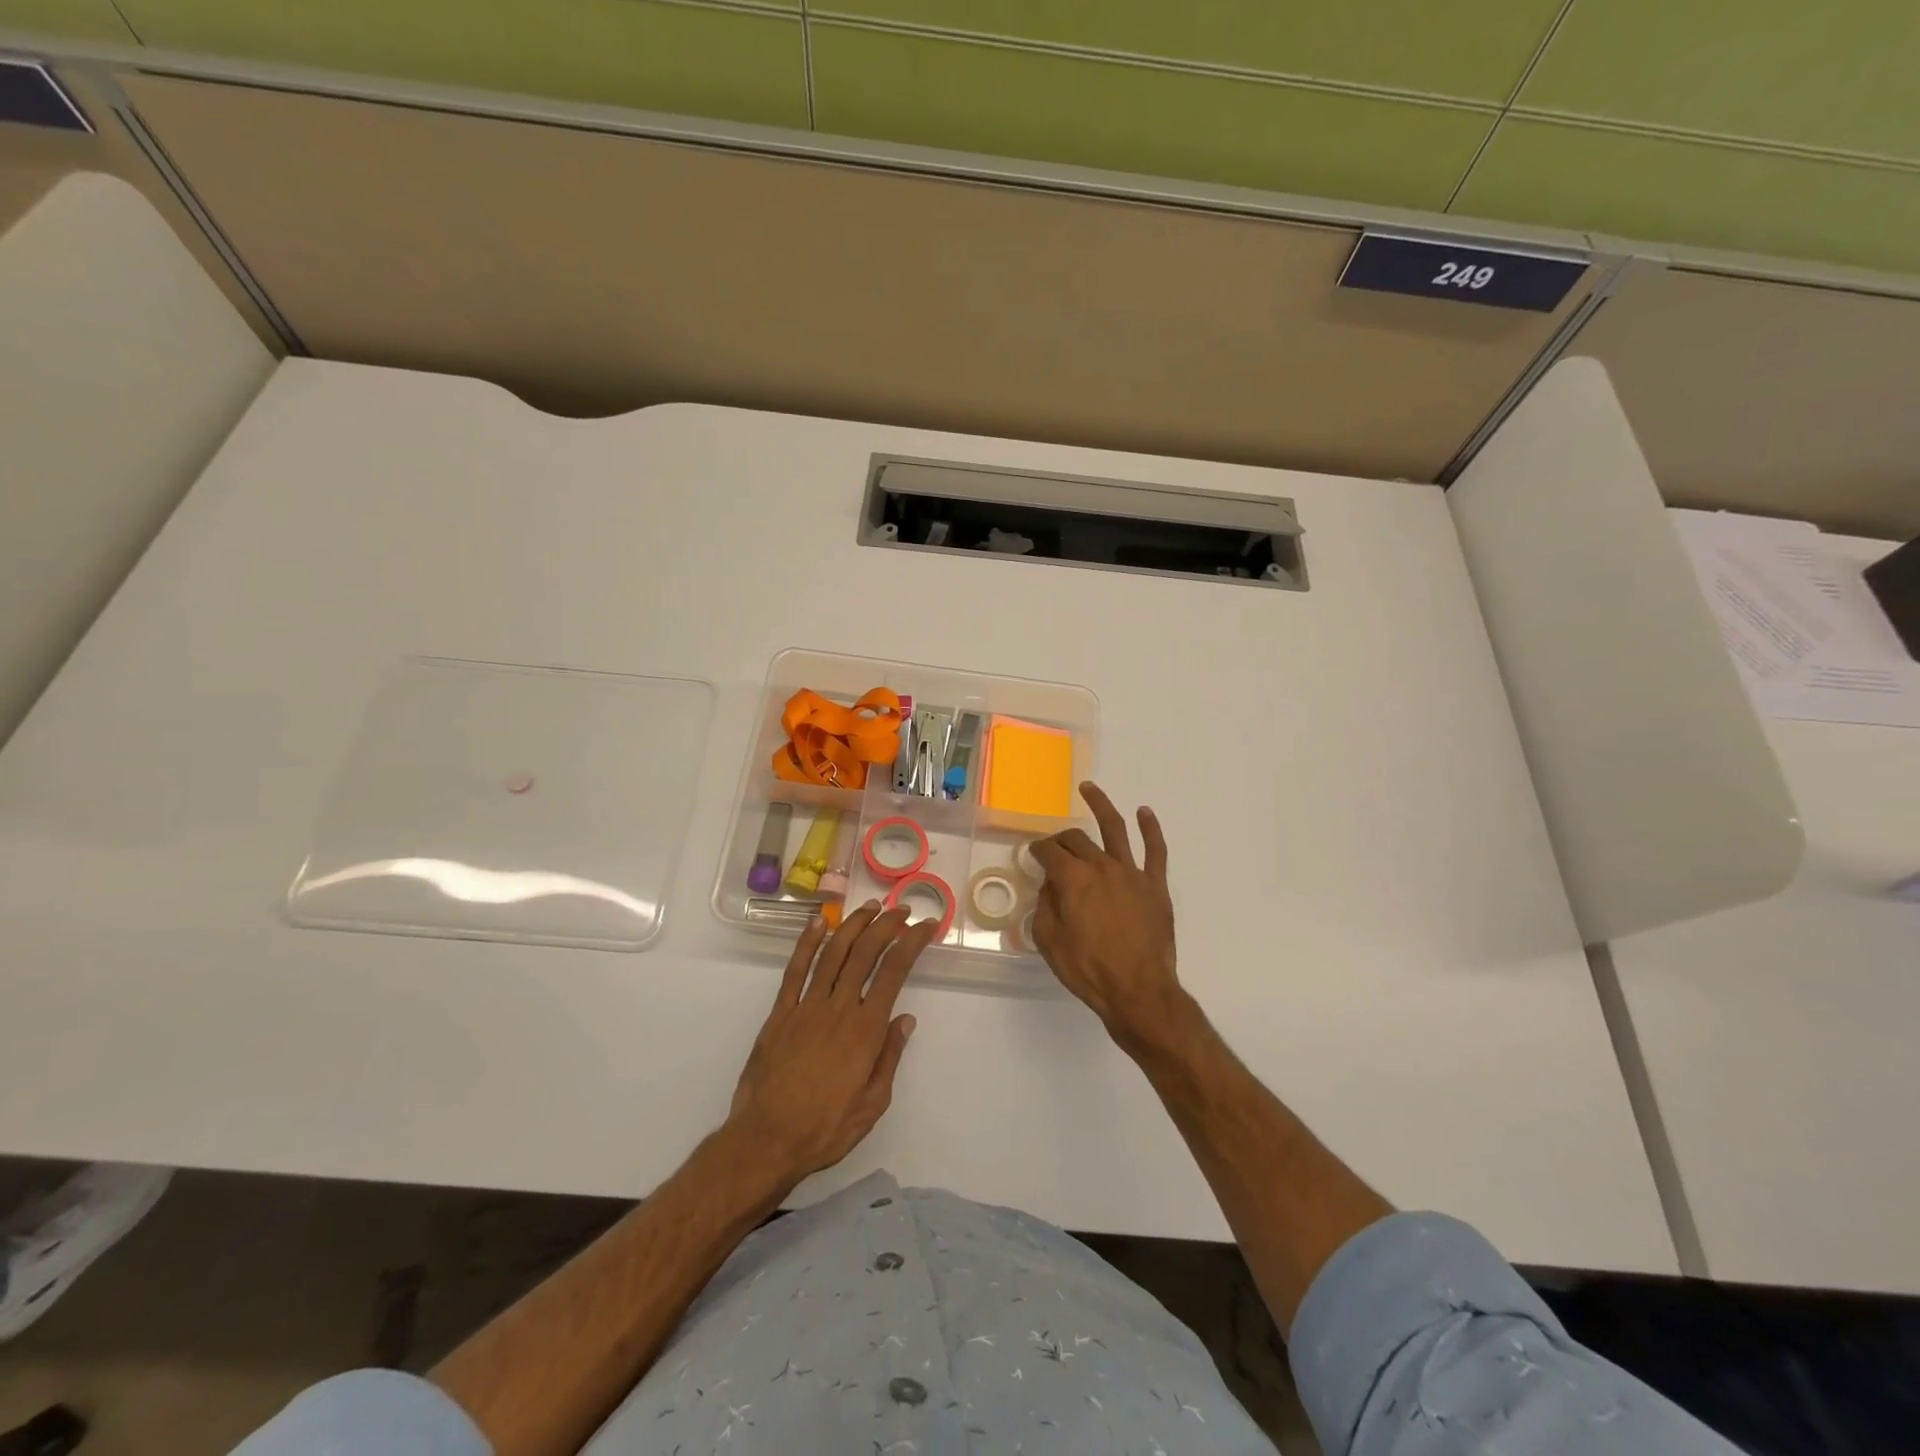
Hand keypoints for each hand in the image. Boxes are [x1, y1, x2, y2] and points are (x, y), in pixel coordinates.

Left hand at [728, 902, 936, 1186]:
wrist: (767, 1140)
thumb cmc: (826, 1128)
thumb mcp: (873, 1103)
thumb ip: (889, 1057)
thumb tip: (905, 1019)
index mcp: (866, 1028)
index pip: (895, 971)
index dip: (913, 942)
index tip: (927, 925)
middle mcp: (838, 1007)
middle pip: (866, 952)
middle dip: (887, 925)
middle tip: (902, 910)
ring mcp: (806, 1006)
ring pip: (833, 953)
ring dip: (853, 925)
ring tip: (870, 907)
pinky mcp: (780, 1013)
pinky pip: (795, 970)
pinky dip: (806, 943)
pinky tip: (818, 923)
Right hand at [1031, 782, 1185, 1047]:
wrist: (1138, 990)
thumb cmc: (1088, 969)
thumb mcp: (1049, 941)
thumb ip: (1045, 906)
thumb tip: (1050, 885)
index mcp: (1072, 879)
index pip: (1049, 852)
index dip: (1037, 849)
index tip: (1033, 852)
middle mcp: (1101, 866)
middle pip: (1076, 840)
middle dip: (1061, 838)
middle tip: (1055, 844)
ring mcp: (1131, 872)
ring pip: (1115, 829)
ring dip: (1101, 805)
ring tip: (1089, 789)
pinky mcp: (1155, 885)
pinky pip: (1155, 850)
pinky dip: (1150, 828)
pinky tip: (1144, 812)